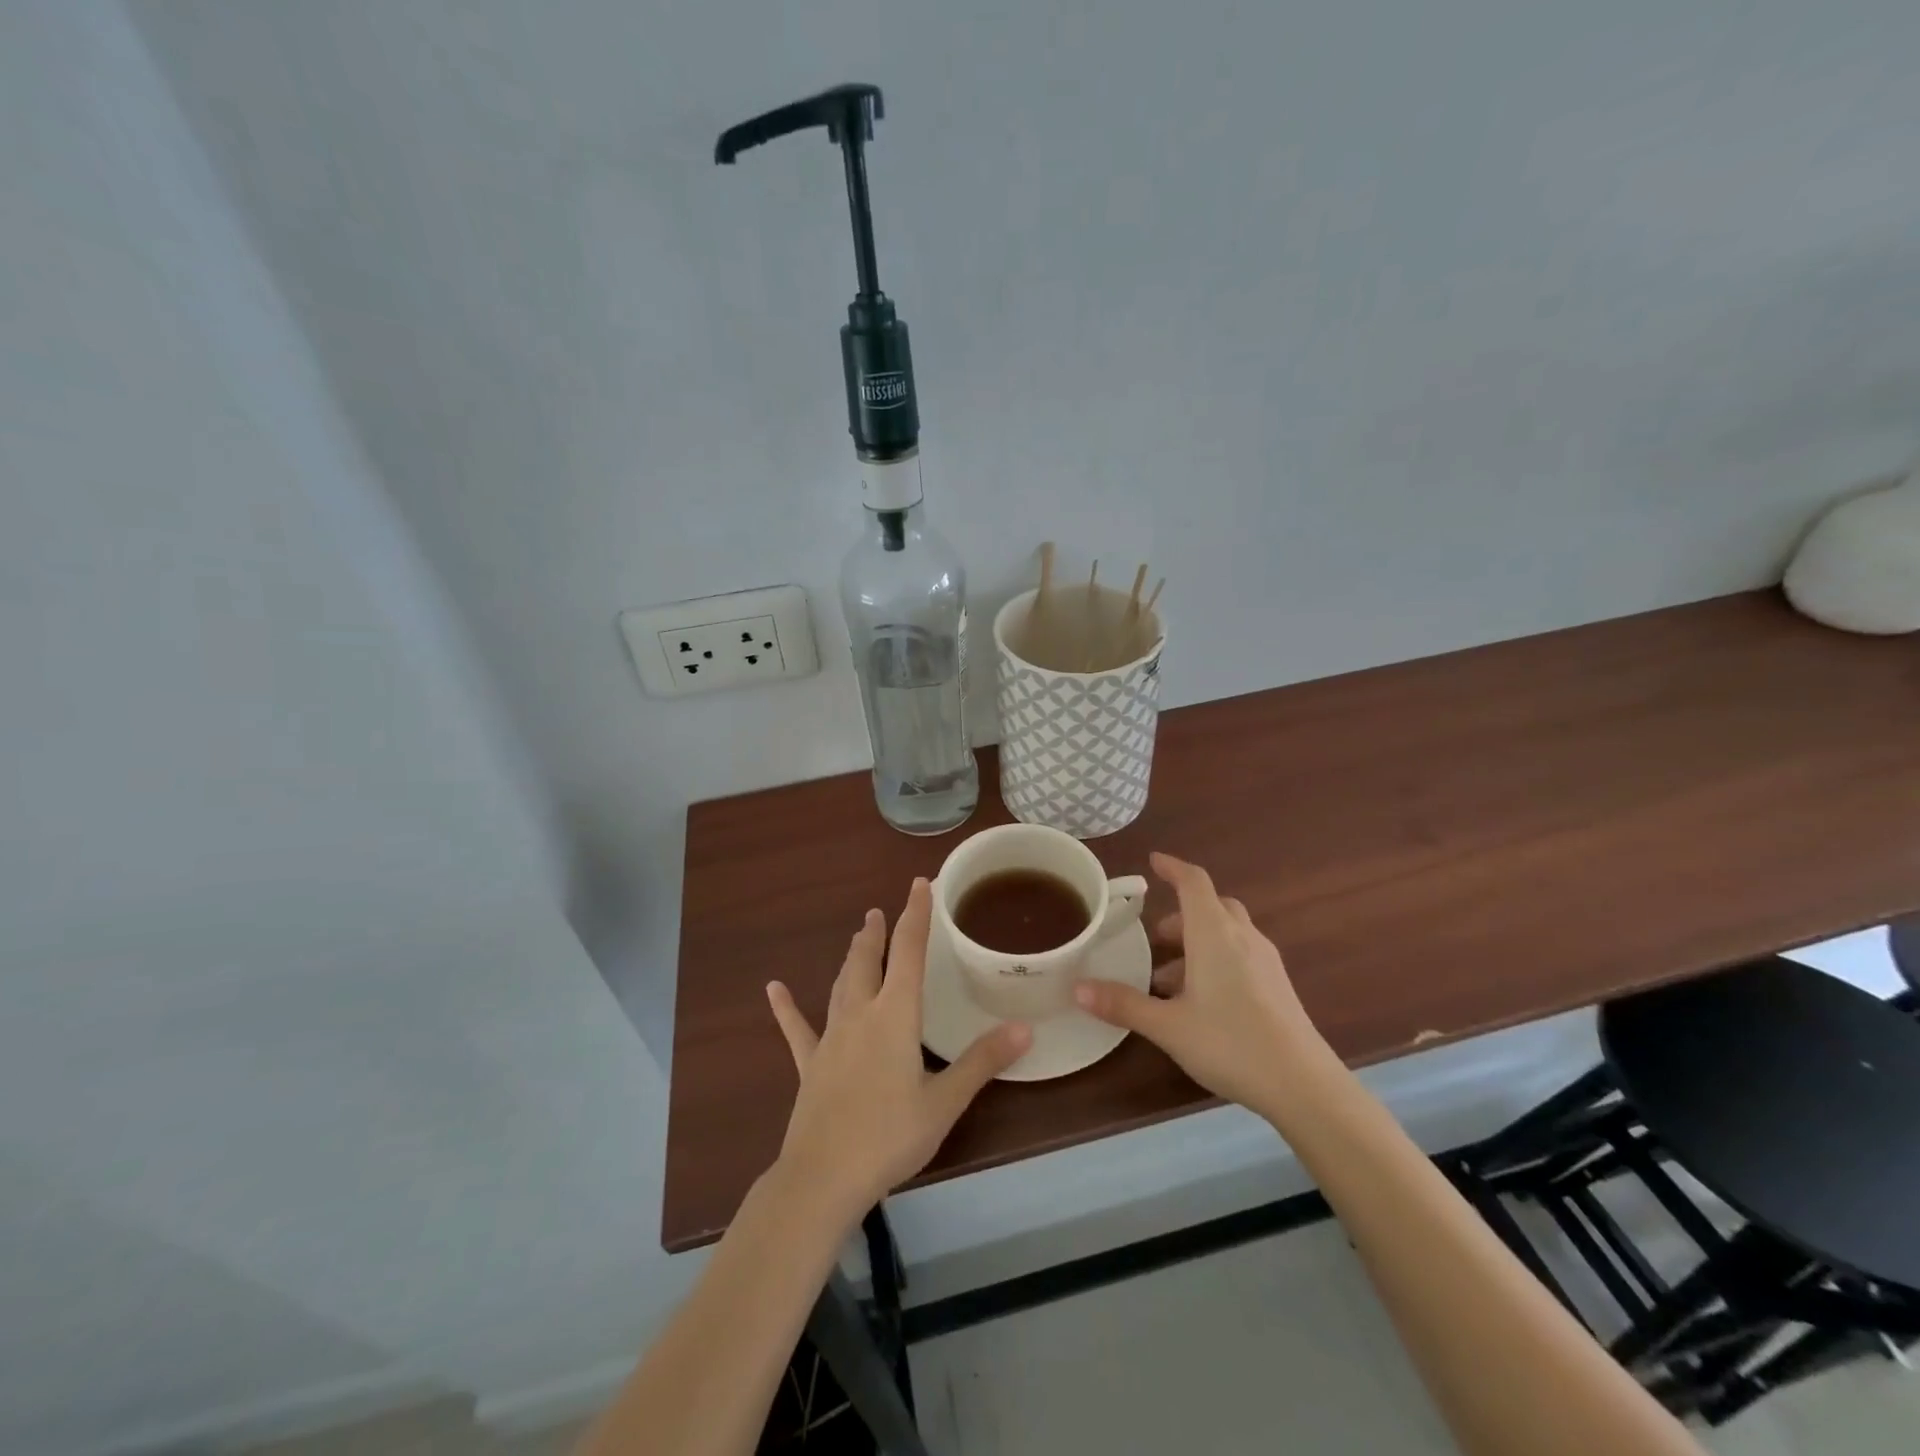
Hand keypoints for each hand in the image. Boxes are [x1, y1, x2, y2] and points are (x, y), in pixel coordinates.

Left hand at [766, 878, 1030, 1223]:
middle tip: (878, 912)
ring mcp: (830, 1039)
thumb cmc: (890, 1136)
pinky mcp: (810, 1065)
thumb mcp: (945, 1101)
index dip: (915, 915)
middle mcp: (860, 1015)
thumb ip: (982, 1061)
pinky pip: (797, 1030)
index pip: (908, 952)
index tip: (919, 885)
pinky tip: (773, 989)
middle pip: (868, 962)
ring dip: (851, 958)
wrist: (823, 1177)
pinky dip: (787, 1008)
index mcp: (895, 1016)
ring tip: (858, 936)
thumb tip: (1024, 1028)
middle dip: (877, 933)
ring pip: (841, 985)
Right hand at [1074, 852, 1339, 1117]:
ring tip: (1168, 980)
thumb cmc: (1230, 1043)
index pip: (1193, 883)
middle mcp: (1242, 937)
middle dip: (1181, 914)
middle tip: (1155, 937)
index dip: (1172, 867)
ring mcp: (1265, 961)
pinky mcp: (1278, 985)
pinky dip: (1216, 960)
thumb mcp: (1168, 1026)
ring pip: (1227, 932)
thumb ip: (1123, 1004)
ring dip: (1197, 942)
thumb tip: (1077, 989)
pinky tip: (1201, 1000)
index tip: (1153, 861)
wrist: (1304, 1085)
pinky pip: (1240, 954)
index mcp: (1214, 934)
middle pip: (1212, 906)